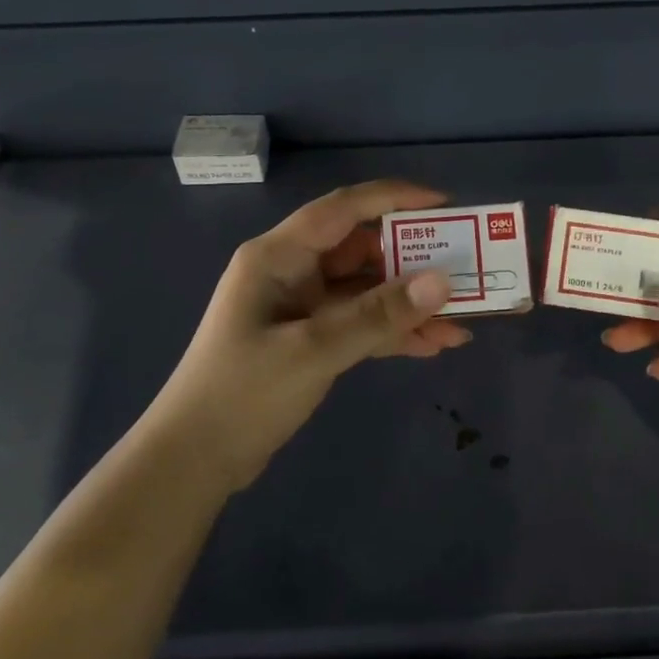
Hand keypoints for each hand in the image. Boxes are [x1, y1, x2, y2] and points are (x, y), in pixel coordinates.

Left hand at [150, 180, 469, 486]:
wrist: (194, 459)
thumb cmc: (242, 393)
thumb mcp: (314, 350)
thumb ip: (378, 315)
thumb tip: (441, 281)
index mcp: (279, 256)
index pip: (343, 209)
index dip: (394, 199)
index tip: (444, 204)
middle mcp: (291, 272)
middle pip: (361, 251)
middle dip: (413, 261)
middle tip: (465, 269)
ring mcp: (300, 307)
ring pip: (365, 292)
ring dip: (408, 305)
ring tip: (461, 320)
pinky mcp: (308, 340)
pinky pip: (358, 324)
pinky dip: (391, 332)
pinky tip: (432, 345)